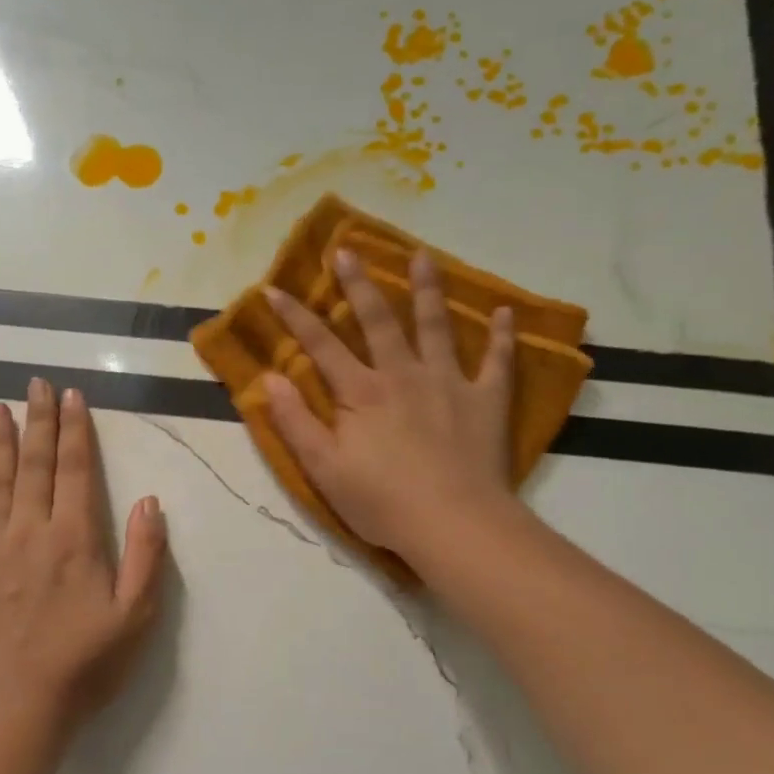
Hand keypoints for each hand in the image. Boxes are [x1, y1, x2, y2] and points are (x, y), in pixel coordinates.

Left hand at [0, 379, 167, 739]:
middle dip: (38, 422)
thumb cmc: (85, 665)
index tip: (72, 397)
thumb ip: (146, 556)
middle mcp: (29, 534)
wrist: (16, 710)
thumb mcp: (136, 616)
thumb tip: (148, 501)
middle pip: (34, 467)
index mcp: (74, 539)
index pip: (75, 471)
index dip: (75, 431)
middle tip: (36, 384)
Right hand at [263, 248, 515, 561]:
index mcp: (361, 393)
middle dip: (359, 284)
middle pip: (378, 321)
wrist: (453, 523)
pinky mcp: (486, 401)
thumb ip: (295, 421)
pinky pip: (497, 362)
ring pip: (435, 326)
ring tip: (422, 255)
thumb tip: (269, 378)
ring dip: (427, 289)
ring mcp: (449, 383)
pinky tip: (504, 312)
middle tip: (346, 250)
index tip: (273, 289)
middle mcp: (403, 375)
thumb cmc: (381, 501)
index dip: (294, 316)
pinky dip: (501, 337)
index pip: (320, 346)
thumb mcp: (323, 468)